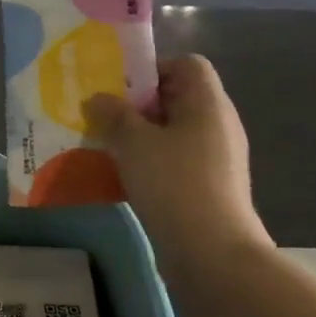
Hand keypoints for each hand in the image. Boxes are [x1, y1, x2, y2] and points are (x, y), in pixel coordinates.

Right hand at [83, 55, 272, 272]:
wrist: (211, 252)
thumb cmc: (174, 183)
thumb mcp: (133, 142)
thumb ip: (113, 115)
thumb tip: (98, 98)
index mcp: (208, 104)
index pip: (187, 64)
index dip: (152, 68)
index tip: (118, 88)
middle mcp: (217, 125)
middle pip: (176, 98)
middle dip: (136, 105)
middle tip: (101, 117)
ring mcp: (214, 159)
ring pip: (171, 133)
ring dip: (138, 136)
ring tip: (104, 147)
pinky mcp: (206, 187)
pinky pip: (173, 161)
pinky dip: (148, 163)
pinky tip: (121, 178)